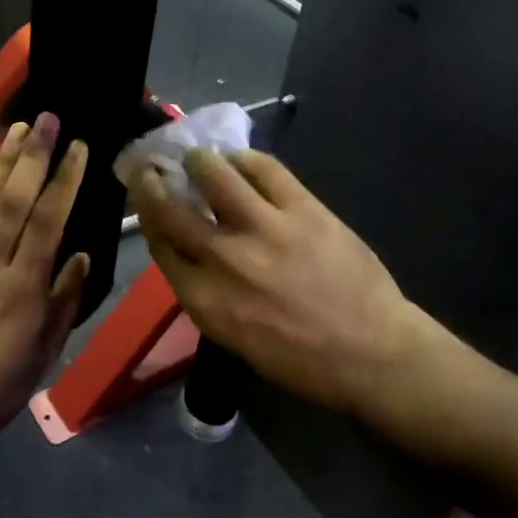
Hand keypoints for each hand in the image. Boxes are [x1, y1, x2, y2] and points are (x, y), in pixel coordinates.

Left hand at [0, 115, 90, 448]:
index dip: (64, 180)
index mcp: (23, 289)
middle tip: (46, 118)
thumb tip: (80, 256)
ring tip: (18, 128)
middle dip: (32, 155)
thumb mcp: (45, 352)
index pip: (48, 221)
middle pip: (13, 199)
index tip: (78, 147)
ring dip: (2, 161)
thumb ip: (65, 300)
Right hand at [131, 149, 465, 418]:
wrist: (371, 352)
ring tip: (200, 158)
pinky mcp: (302, 209)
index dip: (147, 216)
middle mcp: (223, 259)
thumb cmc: (300, 359)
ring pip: (214, 174)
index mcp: (204, 300)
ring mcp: (264, 229)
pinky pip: (265, 169)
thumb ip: (205, 292)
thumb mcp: (234, 337)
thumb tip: (192, 251)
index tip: (146, 200)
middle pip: (171, 209)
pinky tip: (240, 161)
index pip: (160, 244)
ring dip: (199, 161)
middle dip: (152, 183)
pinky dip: (245, 159)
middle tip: (150, 167)